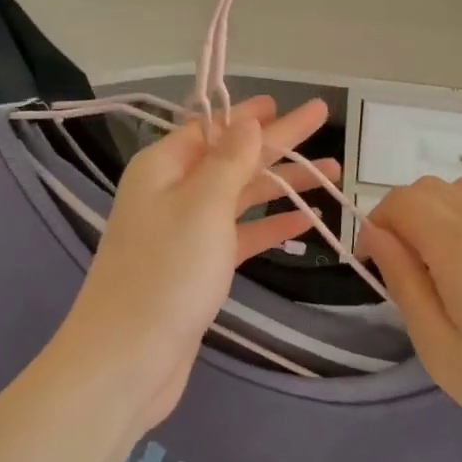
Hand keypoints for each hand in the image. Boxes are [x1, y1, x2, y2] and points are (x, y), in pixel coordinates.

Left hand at [56, 96, 338, 429]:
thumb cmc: (166, 273)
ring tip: (332, 174)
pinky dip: (271, 226)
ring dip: (283, 184)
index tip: (284, 103)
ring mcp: (186, 233)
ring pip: (241, 197)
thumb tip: (247, 121)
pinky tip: (306, 221)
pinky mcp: (199, 269)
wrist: (128, 359)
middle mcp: (172, 194)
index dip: (250, 115)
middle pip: (234, 158)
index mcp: (164, 169)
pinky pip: (241, 235)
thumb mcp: (203, 206)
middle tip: (322, 121)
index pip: (213, 128)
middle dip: (279, 143)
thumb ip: (229, 161)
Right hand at [358, 176, 461, 461]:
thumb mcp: (439, 348)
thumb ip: (403, 281)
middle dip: (402, 216)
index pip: (402, 201)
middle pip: (431, 188)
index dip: (376, 224)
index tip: (373, 266)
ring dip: (436, 215)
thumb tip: (376, 234)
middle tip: (403, 269)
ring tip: (437, 267)